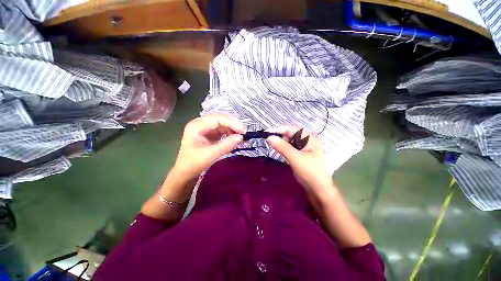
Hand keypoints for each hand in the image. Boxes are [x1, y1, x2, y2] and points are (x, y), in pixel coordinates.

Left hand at [174, 113, 245, 178]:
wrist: (184, 174)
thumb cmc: (194, 164)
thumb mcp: (210, 155)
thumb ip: (226, 145)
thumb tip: (241, 137)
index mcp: (196, 125)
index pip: (217, 118)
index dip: (232, 123)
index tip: (244, 131)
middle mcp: (199, 123)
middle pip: (219, 118)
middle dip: (232, 124)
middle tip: (244, 133)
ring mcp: (202, 128)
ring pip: (220, 123)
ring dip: (230, 128)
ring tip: (240, 136)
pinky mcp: (206, 134)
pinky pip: (219, 129)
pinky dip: (227, 132)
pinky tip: (233, 138)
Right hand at [266, 126, 332, 191]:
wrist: (319, 189)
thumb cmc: (309, 172)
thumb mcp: (295, 158)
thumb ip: (282, 147)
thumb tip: (269, 137)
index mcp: (310, 137)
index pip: (291, 128)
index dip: (278, 130)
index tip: (266, 134)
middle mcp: (309, 139)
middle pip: (292, 133)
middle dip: (281, 137)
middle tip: (272, 145)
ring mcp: (308, 147)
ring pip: (292, 141)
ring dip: (284, 144)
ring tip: (278, 151)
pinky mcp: (305, 155)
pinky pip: (294, 148)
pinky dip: (288, 150)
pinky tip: (285, 156)